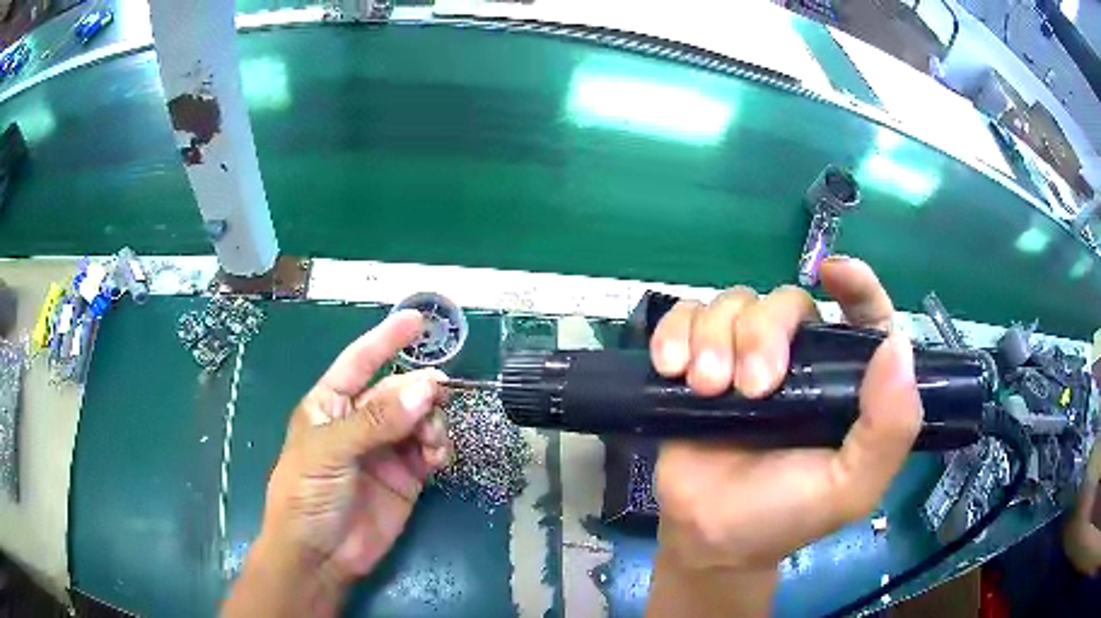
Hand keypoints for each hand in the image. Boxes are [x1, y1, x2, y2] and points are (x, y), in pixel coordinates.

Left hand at [224, 310, 450, 617]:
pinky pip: (430, 450)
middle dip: (419, 390)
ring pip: (419, 419)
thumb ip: (375, 421)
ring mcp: (384, 450)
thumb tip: (425, 388)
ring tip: (432, 442)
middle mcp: (359, 422)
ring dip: (432, 422)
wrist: (321, 556)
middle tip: (440, 395)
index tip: (417, 320)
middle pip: (397, 391)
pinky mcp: (406, 477)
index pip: (359, 362)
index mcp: (330, 405)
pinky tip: (437, 458)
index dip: (386, 339)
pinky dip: (439, 447)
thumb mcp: (330, 452)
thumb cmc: (306, 494)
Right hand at [647, 257, 921, 607]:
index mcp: (842, 381)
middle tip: (750, 388)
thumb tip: (898, 346)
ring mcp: (742, 357)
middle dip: (763, 334)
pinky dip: (675, 331)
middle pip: (784, 302)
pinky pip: (685, 316)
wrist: (709, 538)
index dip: (856, 284)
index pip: (863, 315)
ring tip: (704, 387)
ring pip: (732, 303)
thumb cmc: (784, 515)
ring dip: (714, 337)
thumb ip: (890, 429)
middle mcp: (798, 359)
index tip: (835, 273)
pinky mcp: (695, 363)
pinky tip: (670, 367)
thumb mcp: (850, 487)